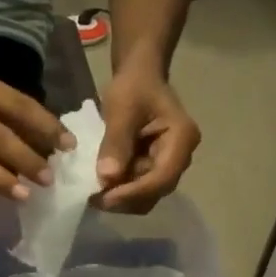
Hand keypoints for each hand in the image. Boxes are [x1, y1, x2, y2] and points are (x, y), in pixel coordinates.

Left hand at [95, 70, 200, 212]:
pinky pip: (138, 190)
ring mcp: (168, 165)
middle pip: (156, 192)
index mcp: (182, 138)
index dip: (134, 192)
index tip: (104, 197)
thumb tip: (107, 178)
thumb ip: (116, 142)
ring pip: (146, 196)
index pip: (163, 177)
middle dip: (125, 199)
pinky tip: (100, 186)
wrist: (139, 77)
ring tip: (94, 192)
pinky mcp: (154, 169)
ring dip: (120, 198)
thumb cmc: (134, 86)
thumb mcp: (122, 108)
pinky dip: (119, 192)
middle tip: (93, 197)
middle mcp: (181, 157)